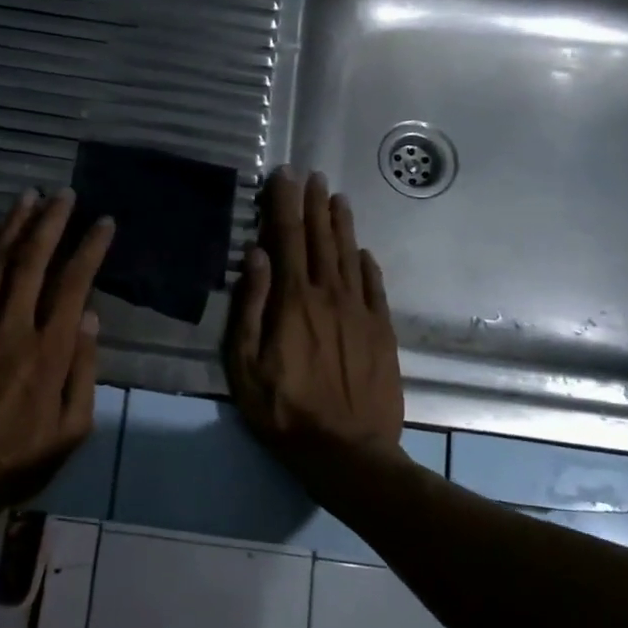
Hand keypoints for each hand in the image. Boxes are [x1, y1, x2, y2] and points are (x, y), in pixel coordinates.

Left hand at [0, 189, 113, 510]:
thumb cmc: (20, 457)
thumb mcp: (73, 428)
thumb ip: (84, 370)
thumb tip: (89, 318)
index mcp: (50, 350)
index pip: (74, 283)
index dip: (90, 248)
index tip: (103, 222)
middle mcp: (14, 326)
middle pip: (34, 260)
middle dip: (51, 221)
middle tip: (64, 193)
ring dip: (15, 225)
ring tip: (28, 196)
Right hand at [225, 169, 405, 497]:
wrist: (349, 451)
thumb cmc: (285, 412)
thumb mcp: (246, 366)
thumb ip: (250, 308)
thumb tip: (255, 256)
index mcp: (294, 301)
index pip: (288, 238)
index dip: (284, 204)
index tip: (283, 176)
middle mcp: (330, 296)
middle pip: (321, 240)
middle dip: (314, 204)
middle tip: (312, 175)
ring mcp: (360, 312)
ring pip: (350, 256)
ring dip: (342, 225)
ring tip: (336, 197)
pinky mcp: (382, 331)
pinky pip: (374, 287)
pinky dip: (368, 264)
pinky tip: (363, 251)